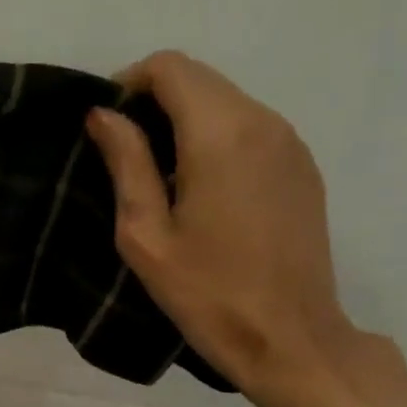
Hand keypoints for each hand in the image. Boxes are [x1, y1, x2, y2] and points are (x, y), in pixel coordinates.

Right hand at [86, 51, 378, 406]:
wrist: (289, 339)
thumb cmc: (207, 294)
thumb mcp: (146, 235)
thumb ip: (126, 163)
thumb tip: (103, 114)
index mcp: (221, 134)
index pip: (170, 68)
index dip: (129, 84)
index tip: (107, 128)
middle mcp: (263, 121)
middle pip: (200, 79)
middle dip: (156, 102)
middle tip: (127, 156)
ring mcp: (290, 143)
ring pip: (227, 102)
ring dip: (187, 122)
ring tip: (162, 180)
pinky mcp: (303, 168)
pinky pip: (252, 130)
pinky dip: (218, 140)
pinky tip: (204, 193)